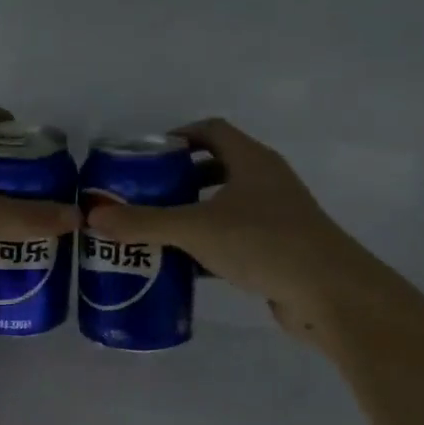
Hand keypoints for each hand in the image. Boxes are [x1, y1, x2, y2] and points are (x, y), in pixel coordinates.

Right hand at [84, 118, 353, 337]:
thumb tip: (93, 217)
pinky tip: (183, 265)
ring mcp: (276, 216)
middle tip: (143, 194)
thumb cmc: (263, 243)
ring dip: (193, 213)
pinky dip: (208, 245)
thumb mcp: (196, 229)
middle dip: (179, 178)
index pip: (211, 130)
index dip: (178, 136)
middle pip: (216, 167)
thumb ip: (144, 223)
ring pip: (225, 205)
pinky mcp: (279, 249)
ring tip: (156, 229)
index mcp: (251, 160)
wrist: (330, 294)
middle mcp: (266, 181)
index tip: (145, 156)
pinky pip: (235, 238)